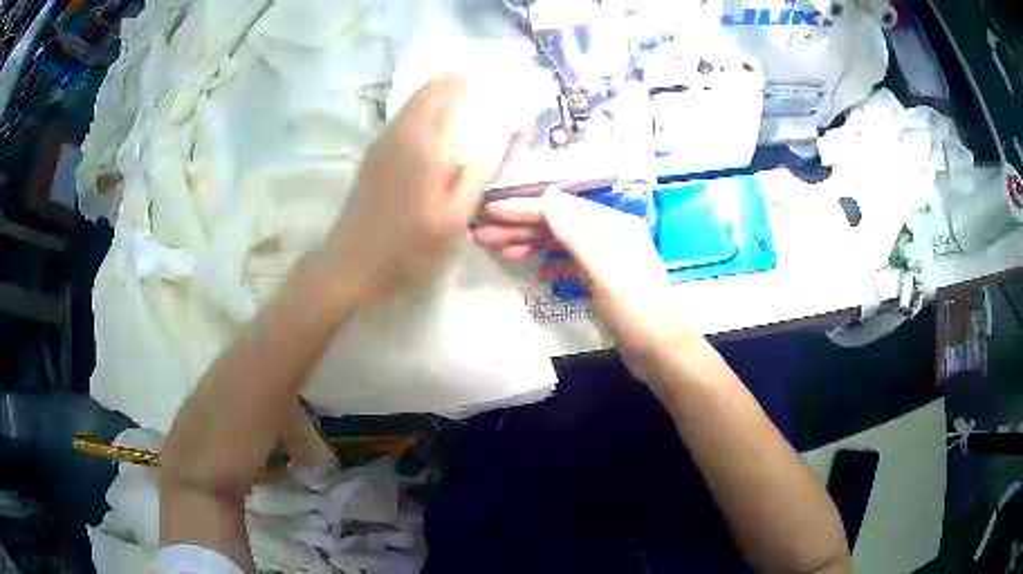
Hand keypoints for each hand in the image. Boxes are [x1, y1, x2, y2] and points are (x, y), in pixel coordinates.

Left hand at [319, 73, 513, 299]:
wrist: (351, 262)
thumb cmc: (407, 248)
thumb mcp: (453, 218)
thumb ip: (479, 171)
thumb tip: (502, 133)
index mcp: (428, 143)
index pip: (464, 90)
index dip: (494, 76)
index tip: (520, 71)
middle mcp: (405, 129)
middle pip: (442, 83)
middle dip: (476, 71)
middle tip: (507, 72)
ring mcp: (388, 136)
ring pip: (424, 92)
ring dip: (456, 81)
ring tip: (486, 82)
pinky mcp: (379, 147)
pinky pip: (413, 107)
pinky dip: (437, 96)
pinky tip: (452, 107)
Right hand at [473, 190, 705, 384]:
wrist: (665, 353)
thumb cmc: (638, 312)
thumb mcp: (606, 272)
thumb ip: (577, 235)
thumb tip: (547, 198)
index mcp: (612, 226)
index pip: (560, 209)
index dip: (523, 208)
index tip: (488, 211)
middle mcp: (609, 235)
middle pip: (557, 224)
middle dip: (519, 228)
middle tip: (481, 235)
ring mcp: (607, 258)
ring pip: (561, 243)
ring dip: (530, 245)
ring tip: (497, 252)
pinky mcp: (604, 280)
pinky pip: (570, 264)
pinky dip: (551, 264)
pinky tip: (534, 273)